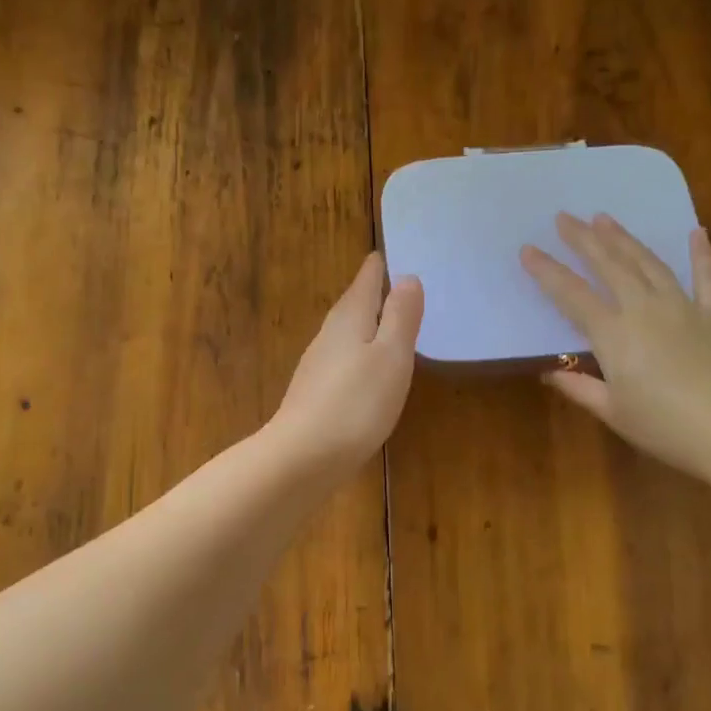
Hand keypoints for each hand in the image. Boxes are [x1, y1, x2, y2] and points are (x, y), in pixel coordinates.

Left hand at [268, 253, 422, 478]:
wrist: (303, 457)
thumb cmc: (356, 402)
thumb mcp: (391, 356)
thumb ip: (401, 317)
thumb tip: (407, 277)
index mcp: (349, 318)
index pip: (366, 280)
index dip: (379, 267)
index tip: (388, 253)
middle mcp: (328, 335)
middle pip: (353, 305)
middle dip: (373, 293)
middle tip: (397, 284)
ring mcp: (318, 365)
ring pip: (347, 333)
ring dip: (367, 325)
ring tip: (389, 323)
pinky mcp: (315, 394)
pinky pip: (343, 361)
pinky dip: (359, 355)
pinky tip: (369, 370)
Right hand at [520, 215, 710, 485]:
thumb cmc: (666, 429)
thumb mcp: (613, 413)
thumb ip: (579, 388)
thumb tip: (548, 371)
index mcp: (614, 335)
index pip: (571, 295)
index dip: (547, 271)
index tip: (527, 249)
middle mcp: (645, 310)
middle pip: (609, 266)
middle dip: (584, 239)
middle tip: (565, 217)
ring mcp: (684, 307)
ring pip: (648, 263)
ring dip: (625, 239)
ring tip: (605, 218)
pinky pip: (708, 277)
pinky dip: (702, 254)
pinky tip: (695, 233)